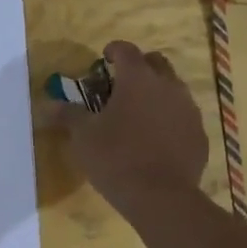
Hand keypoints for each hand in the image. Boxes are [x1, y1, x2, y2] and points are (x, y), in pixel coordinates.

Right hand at [49, 41, 208, 215]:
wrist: (161, 197)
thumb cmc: (116, 159)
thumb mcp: (83, 137)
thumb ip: (68, 114)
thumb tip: (47, 104)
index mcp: (138, 79)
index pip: (126, 50)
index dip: (113, 50)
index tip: (103, 59)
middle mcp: (168, 86)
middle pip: (156, 63)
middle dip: (139, 67)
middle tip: (121, 85)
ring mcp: (189, 109)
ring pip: (173, 89)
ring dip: (156, 93)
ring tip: (139, 114)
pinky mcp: (199, 134)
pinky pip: (183, 117)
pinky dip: (170, 119)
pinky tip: (157, 140)